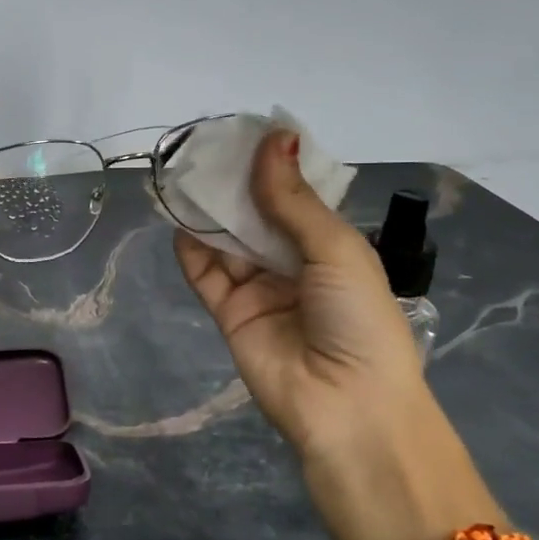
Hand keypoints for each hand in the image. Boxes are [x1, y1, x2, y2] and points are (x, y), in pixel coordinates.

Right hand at [176, 129, 446, 472]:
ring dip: (209, 213)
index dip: (272, 167)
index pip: (294, 197)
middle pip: (255, 216)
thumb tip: (275, 137)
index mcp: (329, 246)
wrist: (347, 406)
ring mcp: (258, 289)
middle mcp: (292, 263)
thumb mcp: (335, 250)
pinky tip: (179, 222)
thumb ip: (293, 200)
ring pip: (227, 241)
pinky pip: (205, 275)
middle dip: (234, 186)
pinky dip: (191, 250)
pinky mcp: (229, 314)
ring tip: (185, 177)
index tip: (244, 133)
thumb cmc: (358, 319)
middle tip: (205, 150)